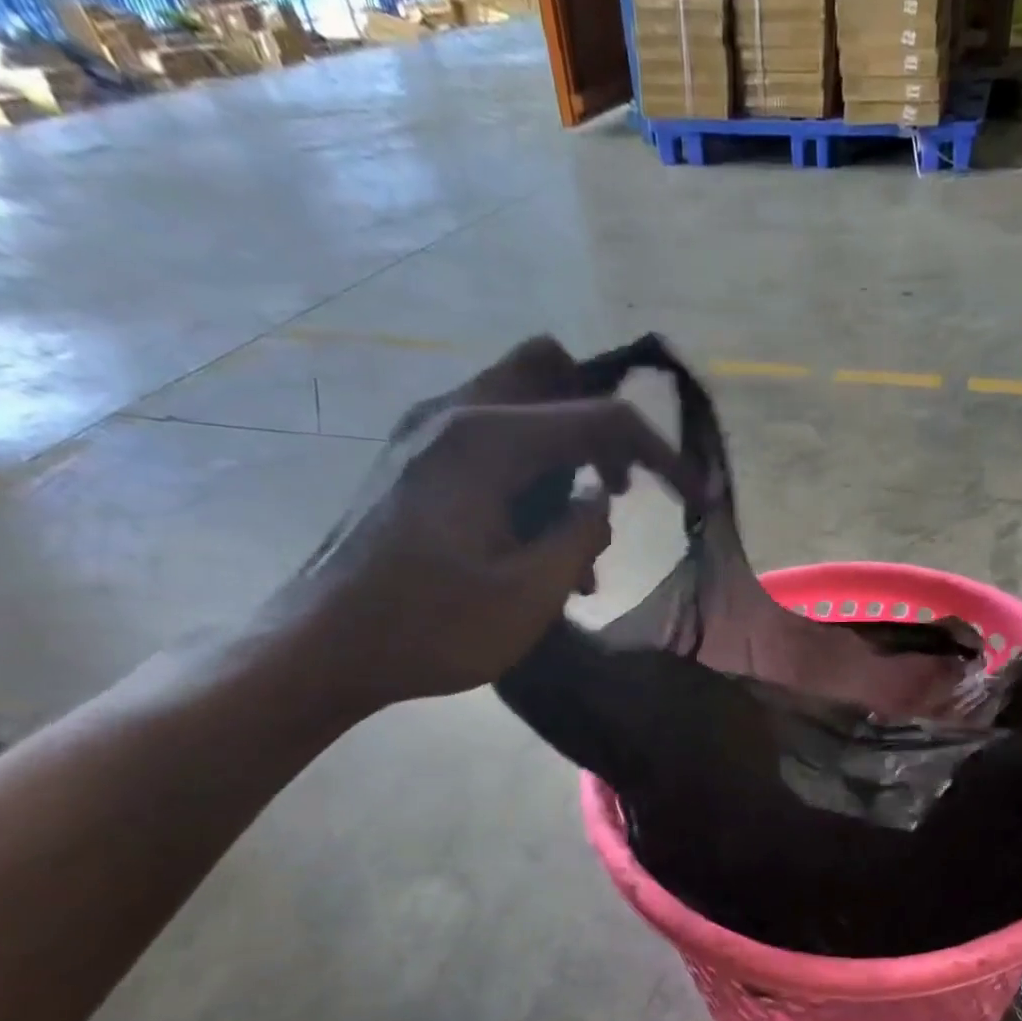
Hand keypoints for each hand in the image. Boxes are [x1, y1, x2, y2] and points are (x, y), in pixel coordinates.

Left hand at [274, 337, 676, 710]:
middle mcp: (454, 416)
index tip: (699, 498)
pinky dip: (532, 472)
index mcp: (485, 441)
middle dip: (602, 426)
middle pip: (550, 372)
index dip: (662, 455)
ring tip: (579, 540)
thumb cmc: (429, 628)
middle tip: (621, 489)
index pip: (600, 418)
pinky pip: (492, 439)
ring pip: (521, 405)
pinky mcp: (416, 462)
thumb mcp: (528, 594)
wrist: (322, 648)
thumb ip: (580, 534)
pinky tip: (536, 543)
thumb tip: (602, 502)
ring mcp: (427, 435)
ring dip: (567, 456)